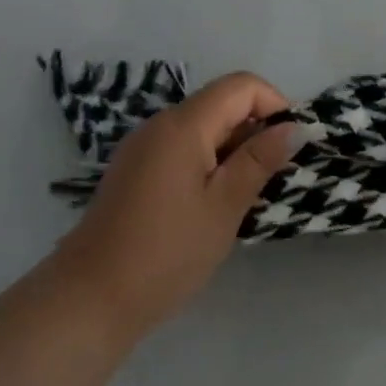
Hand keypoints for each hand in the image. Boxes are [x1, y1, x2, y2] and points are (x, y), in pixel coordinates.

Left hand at [50, 73, 302, 337]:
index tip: (290, 147)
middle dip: (257, 131)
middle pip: (222, 104)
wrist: (90, 299)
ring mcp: (144, 148)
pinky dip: (211, 164)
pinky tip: (215, 204)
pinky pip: (185, 149)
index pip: (242, 86)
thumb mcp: (224, 206)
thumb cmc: (167, 252)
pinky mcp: (137, 171)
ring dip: (235, 151)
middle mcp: (160, 125)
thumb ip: (260, 160)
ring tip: (246, 197)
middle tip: (272, 180)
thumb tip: (294, 127)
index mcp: (183, 126)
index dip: (276, 105)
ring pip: (205, 128)